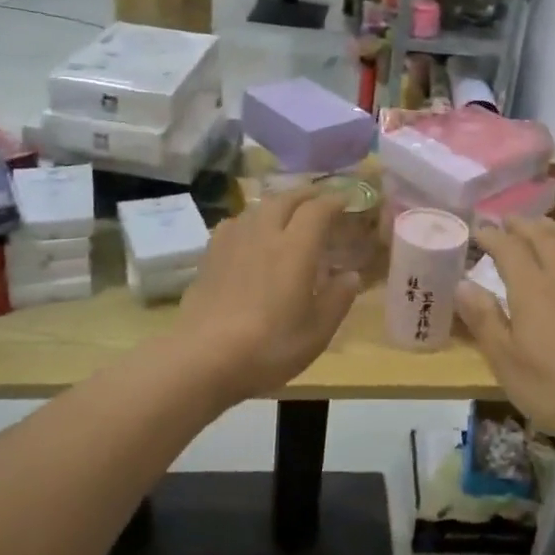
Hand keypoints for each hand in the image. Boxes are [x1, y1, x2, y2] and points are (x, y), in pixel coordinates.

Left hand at [177, 188, 361, 400]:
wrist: (203, 358)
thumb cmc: (269, 347)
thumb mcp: (316, 332)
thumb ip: (337, 299)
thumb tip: (351, 275)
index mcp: (295, 249)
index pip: (316, 210)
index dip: (333, 201)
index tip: (346, 200)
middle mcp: (264, 235)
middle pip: (285, 200)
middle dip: (305, 195)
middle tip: (319, 200)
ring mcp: (232, 243)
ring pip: (257, 208)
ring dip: (277, 204)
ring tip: (286, 213)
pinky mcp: (209, 256)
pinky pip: (234, 224)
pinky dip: (250, 220)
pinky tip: (250, 235)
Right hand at [454, 218, 554, 447]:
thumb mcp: (505, 360)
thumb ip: (483, 318)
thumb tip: (462, 284)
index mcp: (532, 287)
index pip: (508, 248)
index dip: (492, 236)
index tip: (479, 231)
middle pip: (542, 236)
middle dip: (522, 225)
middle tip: (508, 221)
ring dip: (552, 229)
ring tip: (542, 226)